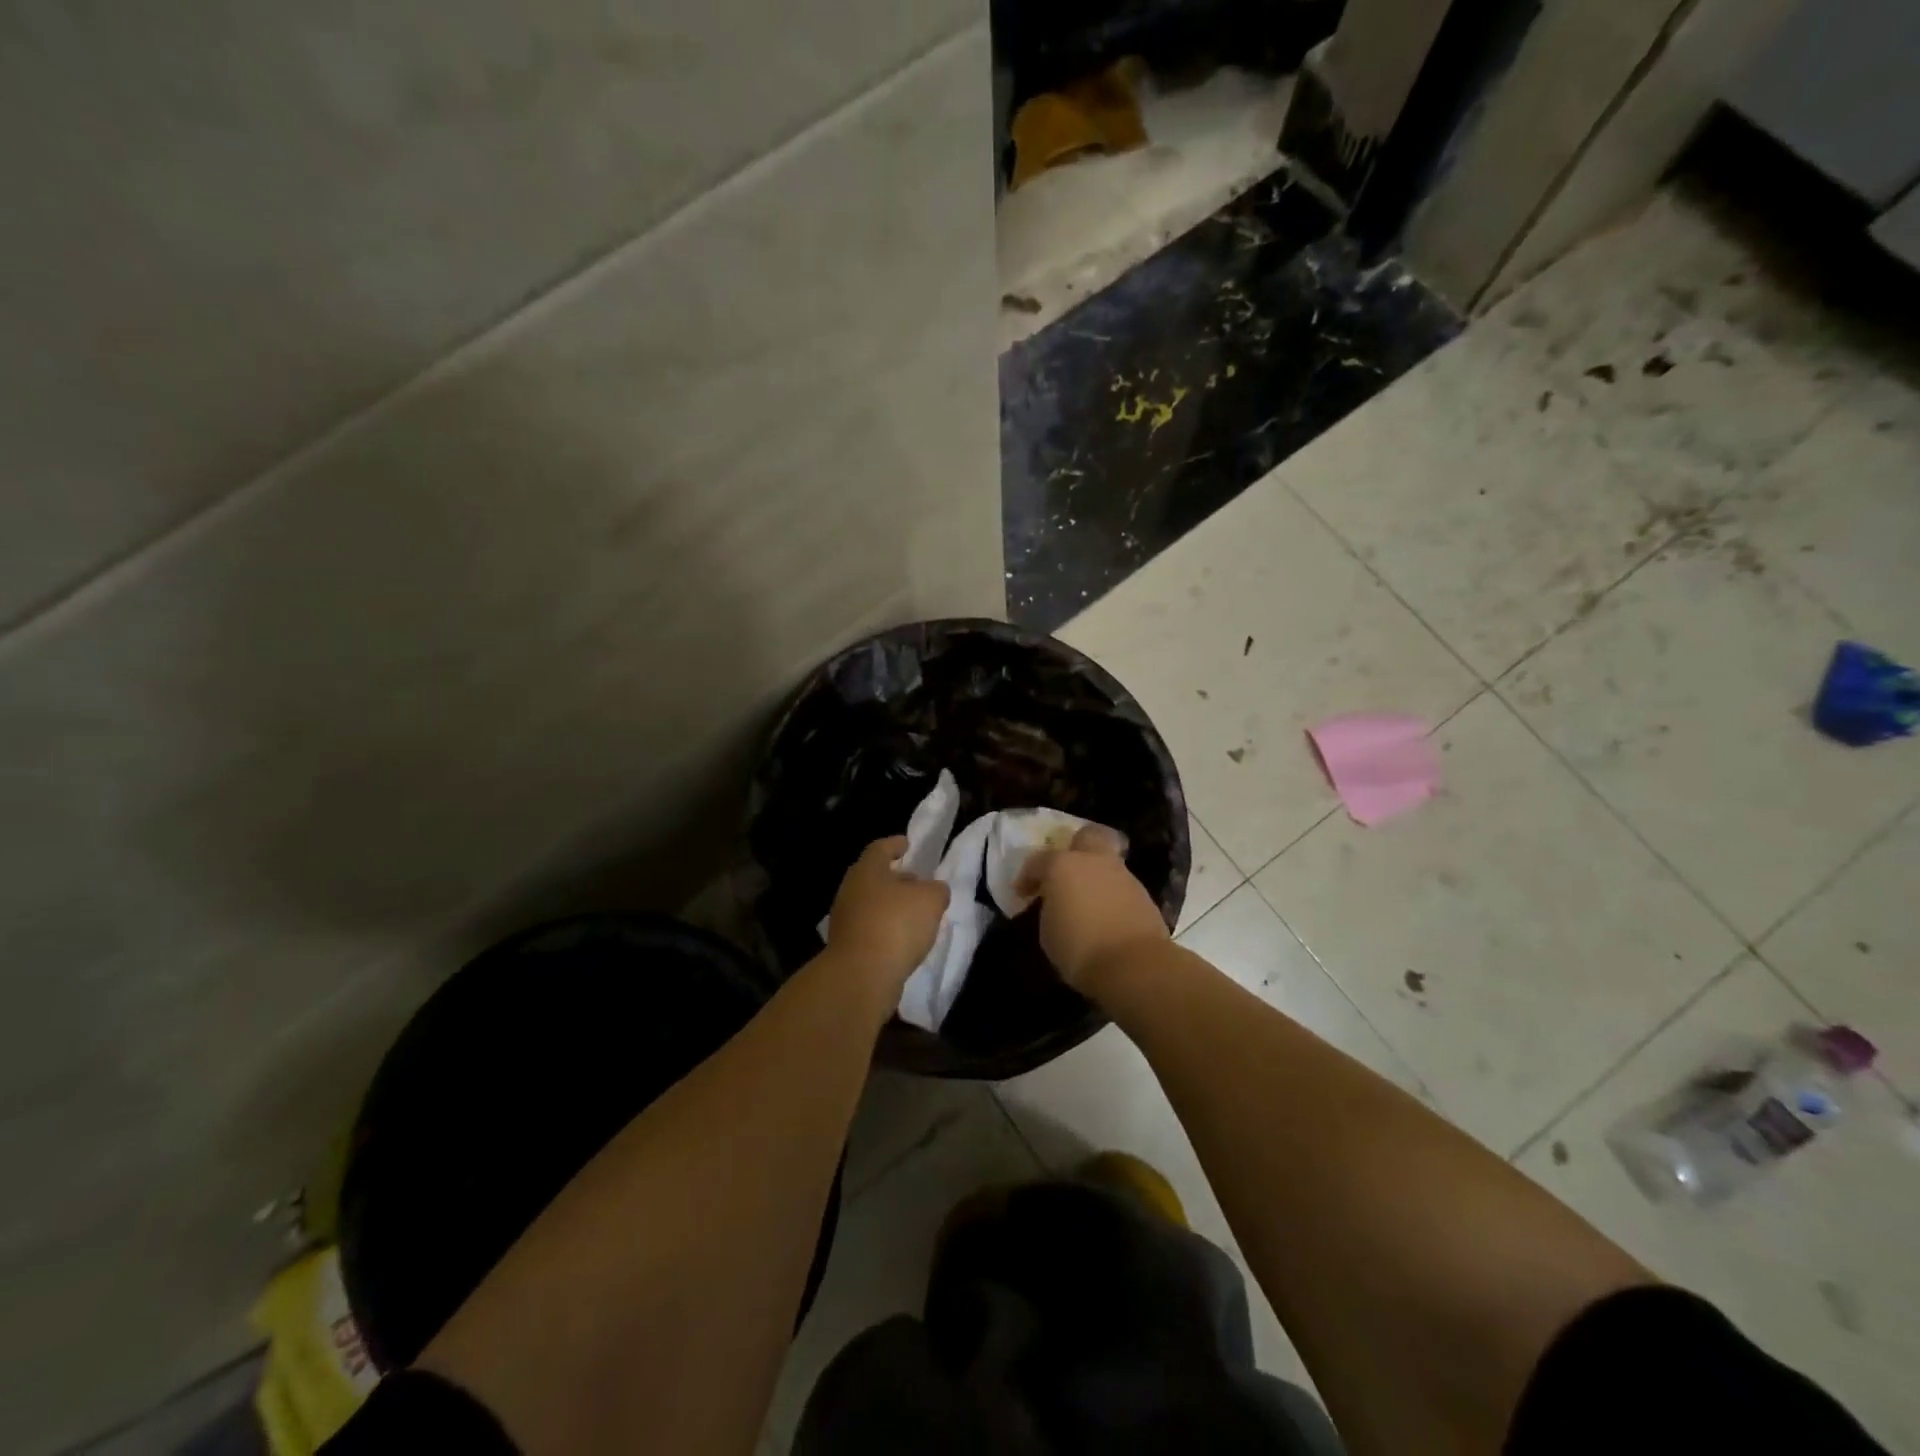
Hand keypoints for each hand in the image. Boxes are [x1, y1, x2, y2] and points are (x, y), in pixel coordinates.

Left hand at [825, 837, 949, 997]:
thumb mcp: (930, 900)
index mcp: (867, 870)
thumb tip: (934, 891)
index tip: (907, 844)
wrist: (861, 976)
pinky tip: (904, 938)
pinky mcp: (847, 947)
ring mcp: (845, 920)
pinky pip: (870, 928)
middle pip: (874, 877)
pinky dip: (886, 928)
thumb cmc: (896, 925)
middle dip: (896, 878)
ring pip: (872, 903)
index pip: (880, 848)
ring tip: (916, 913)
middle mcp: (851, 890)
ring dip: (892, 905)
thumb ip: (936, 890)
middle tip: (916, 881)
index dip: (895, 844)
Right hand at [1014, 824, 1169, 994]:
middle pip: (1087, 837)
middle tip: (1065, 873)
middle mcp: (1094, 862)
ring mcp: (1123, 875)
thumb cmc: (1079, 948)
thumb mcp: (1048, 932)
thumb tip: (1057, 905)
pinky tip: (1105, 915)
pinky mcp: (1144, 895)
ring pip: (1107, 863)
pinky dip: (1111, 895)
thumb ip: (1050, 909)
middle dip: (1075, 849)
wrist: (1134, 965)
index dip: (1028, 877)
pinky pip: (1120, 886)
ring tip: (1086, 902)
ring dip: (1095, 876)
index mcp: (1063, 865)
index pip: (1038, 861)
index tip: (1023, 894)